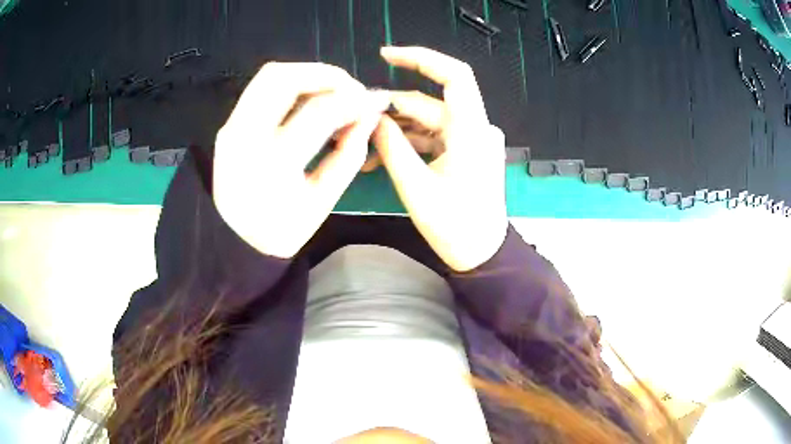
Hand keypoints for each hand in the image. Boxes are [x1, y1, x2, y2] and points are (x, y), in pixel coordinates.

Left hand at [214, 62, 390, 258]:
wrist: (234, 242)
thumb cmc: (281, 230)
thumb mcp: (322, 201)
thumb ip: (349, 155)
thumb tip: (370, 115)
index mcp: (272, 165)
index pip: (319, 112)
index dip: (354, 100)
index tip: (377, 100)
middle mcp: (244, 138)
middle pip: (282, 78)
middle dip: (325, 74)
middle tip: (352, 89)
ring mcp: (231, 128)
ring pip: (268, 76)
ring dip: (306, 75)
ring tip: (333, 93)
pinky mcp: (228, 126)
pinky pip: (261, 90)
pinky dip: (291, 86)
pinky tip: (309, 102)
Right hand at [374, 47, 507, 271]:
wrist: (482, 254)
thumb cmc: (455, 227)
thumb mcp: (416, 187)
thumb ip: (392, 147)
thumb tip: (372, 118)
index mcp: (472, 131)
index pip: (454, 75)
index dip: (421, 58)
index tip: (386, 56)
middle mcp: (476, 127)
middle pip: (429, 102)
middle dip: (391, 110)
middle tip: (356, 122)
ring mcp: (472, 139)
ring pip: (427, 120)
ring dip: (396, 131)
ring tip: (364, 147)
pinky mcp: (465, 151)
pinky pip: (433, 136)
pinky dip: (409, 142)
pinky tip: (381, 156)